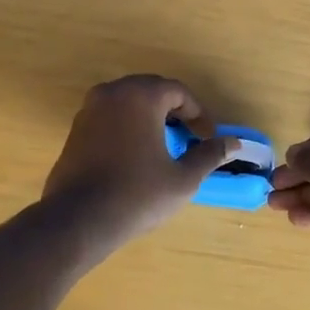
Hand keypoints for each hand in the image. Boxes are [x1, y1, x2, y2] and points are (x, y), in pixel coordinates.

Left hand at [44, 76, 237, 247]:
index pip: (178, 92)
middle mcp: (113, 92)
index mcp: (141, 96)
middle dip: (174, 110)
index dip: (198, 114)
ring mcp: (90, 108)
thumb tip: (233, 143)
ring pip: (128, 101)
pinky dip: (128, 124)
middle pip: (152, 90)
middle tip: (189, 137)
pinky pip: (110, 115)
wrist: (78, 219)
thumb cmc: (137, 195)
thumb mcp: (182, 179)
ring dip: (150, 116)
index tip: (207, 138)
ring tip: (165, 144)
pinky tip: (136, 153)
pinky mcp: (76, 128)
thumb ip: (209, 155)